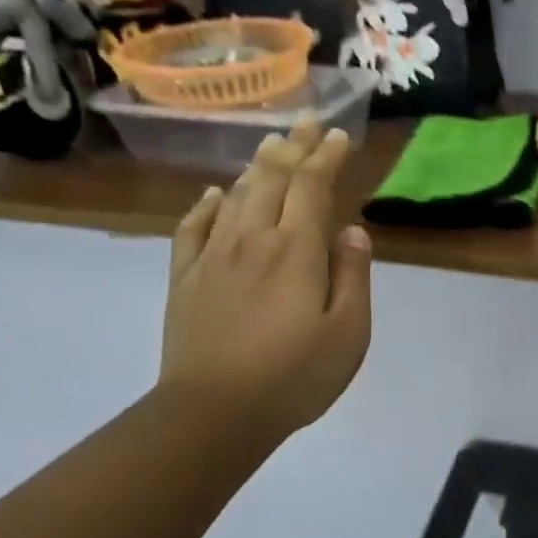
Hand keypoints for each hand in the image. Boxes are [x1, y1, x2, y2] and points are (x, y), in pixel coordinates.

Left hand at [159, 120, 373, 441]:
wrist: (212, 415)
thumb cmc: (293, 376)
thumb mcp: (349, 333)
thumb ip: (353, 276)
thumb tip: (352, 232)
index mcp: (297, 250)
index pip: (313, 186)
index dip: (327, 157)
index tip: (340, 136)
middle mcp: (253, 239)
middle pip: (273, 179)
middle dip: (294, 147)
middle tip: (307, 122)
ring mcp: (213, 257)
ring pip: (235, 195)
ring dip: (256, 165)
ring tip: (271, 143)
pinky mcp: (185, 279)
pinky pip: (192, 229)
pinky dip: (205, 205)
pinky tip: (213, 194)